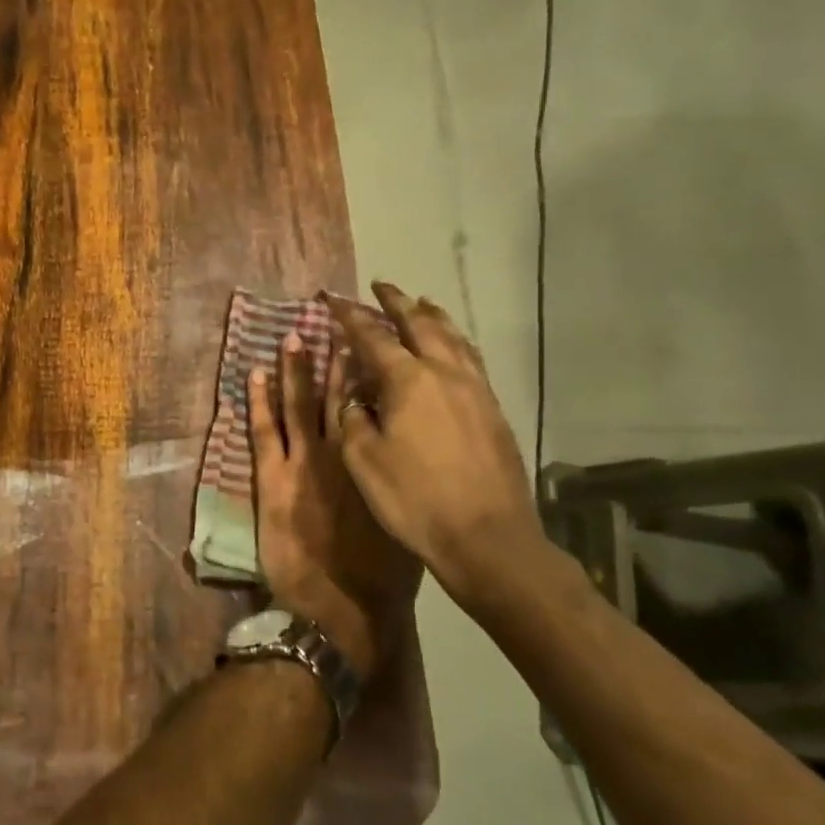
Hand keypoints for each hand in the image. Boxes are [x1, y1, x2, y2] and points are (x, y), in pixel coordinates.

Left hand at [248, 331, 419, 681]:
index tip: (365, 346)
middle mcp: (342, 453)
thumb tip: (399, 460)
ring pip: (298, 405)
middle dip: (334, 359)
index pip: (371, 408)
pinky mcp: (273, 479)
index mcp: (375, 463)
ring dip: (295, 370)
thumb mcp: (403, 524)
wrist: (341, 609)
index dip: (366, 375)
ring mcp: (304, 463)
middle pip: (337, 396)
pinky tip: (254, 375)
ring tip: (293, 336)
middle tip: (332, 324)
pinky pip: (264, 430)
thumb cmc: (381, 577)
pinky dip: (258, 402)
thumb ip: (397, 486)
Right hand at [325, 283, 549, 614]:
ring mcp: (475, 390)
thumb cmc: (414, 499)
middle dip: (397, 303)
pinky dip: (454, 341)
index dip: (349, 316)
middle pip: (420, 324)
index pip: (372, 337)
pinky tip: (452, 349)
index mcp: (408, 381)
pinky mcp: (493, 410)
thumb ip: (353, 419)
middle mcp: (445, 374)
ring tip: (420, 304)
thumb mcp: (363, 459)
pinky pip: (470, 359)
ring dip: (432, 316)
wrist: (487, 538)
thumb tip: (356, 398)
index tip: (332, 299)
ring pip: (453, 338)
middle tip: (381, 286)